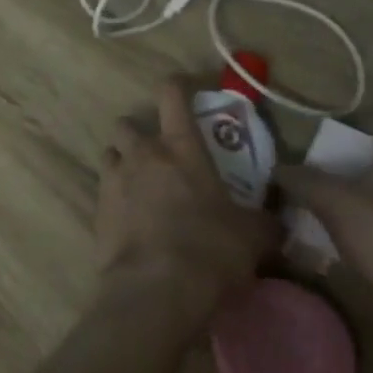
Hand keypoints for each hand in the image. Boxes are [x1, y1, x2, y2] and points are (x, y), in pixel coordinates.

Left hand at [96, 81, 279, 333]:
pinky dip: (115, 194)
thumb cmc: (210, 251)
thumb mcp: (252, 237)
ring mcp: (114, 177)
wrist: (155, 288)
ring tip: (141, 184)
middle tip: (160, 155)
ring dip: (123, 161)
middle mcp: (142, 153)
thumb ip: (263, 221)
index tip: (184, 88)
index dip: (177, 85)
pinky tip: (131, 217)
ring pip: (111, 152)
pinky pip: (104, 187)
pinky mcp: (97, 206)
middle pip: (128, 123)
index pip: (171, 94)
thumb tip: (276, 220)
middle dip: (140, 133)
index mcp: (180, 147)